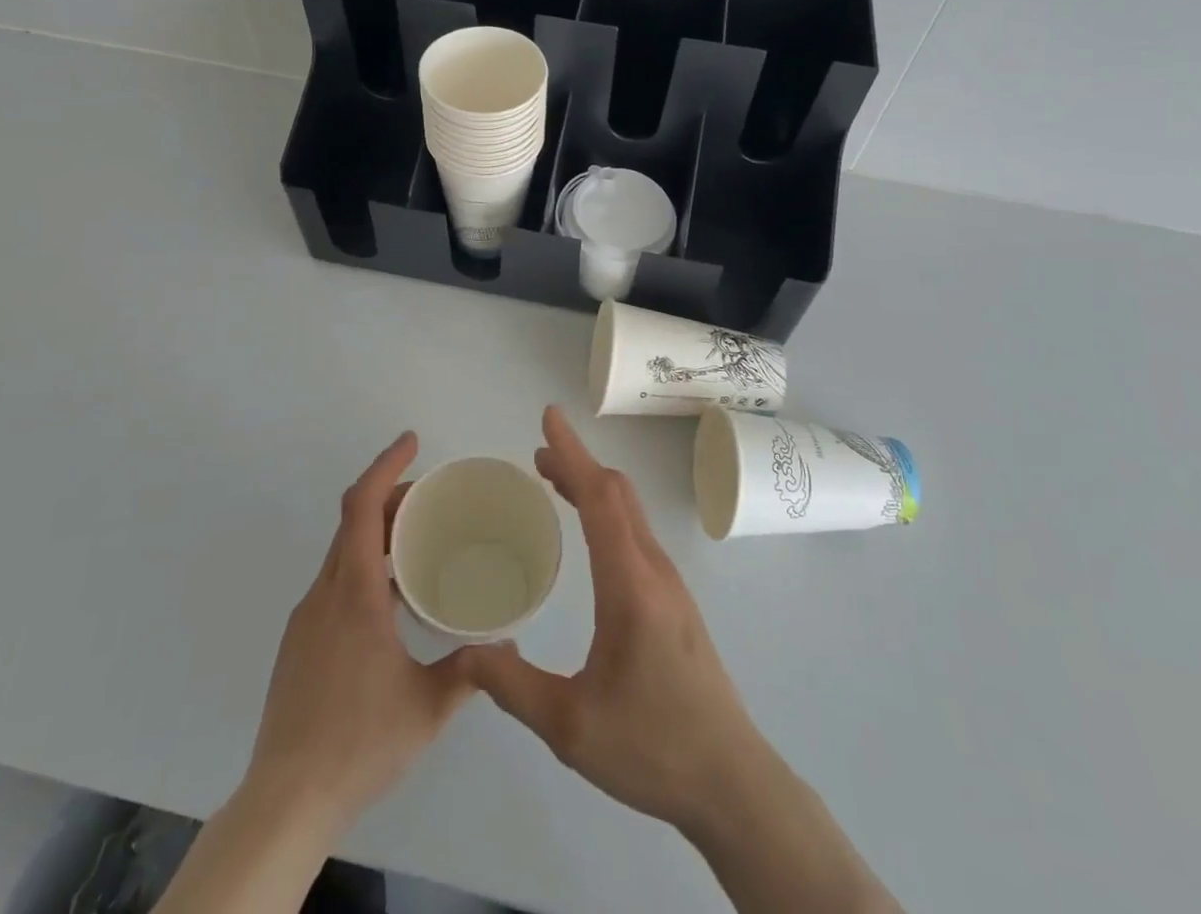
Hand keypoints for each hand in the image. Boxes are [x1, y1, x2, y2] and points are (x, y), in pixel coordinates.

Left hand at [246, 430, 475, 834]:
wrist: (285, 802)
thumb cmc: (359, 744)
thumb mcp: (427, 708)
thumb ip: (470, 670)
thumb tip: (507, 645)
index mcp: (355, 595)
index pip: (363, 507)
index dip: (386, 466)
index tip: (411, 441)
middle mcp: (325, 594)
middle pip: (353, 521)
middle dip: (390, 496)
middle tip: (432, 499)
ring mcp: (306, 618)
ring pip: (342, 552)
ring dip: (377, 533)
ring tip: (419, 545)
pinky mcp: (299, 642)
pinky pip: (334, 582)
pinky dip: (363, 565)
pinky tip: (391, 601)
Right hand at [467, 406, 772, 836]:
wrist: (732, 782)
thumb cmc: (652, 748)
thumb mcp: (570, 726)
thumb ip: (513, 686)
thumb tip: (468, 649)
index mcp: (629, 584)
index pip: (599, 498)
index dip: (571, 453)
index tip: (549, 418)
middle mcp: (654, 569)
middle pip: (616, 494)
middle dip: (577, 463)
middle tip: (536, 453)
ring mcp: (670, 583)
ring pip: (630, 511)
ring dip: (593, 486)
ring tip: (554, 480)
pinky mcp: (675, 600)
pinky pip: (636, 532)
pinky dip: (607, 510)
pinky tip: (589, 533)